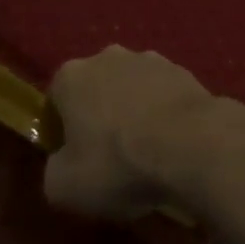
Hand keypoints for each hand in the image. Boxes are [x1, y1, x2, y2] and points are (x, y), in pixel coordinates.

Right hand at [44, 46, 239, 219]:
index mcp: (72, 76)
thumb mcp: (65, 187)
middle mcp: (108, 57)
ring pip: (131, 89)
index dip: (60, 131)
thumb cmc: (118, 162)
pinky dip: (162, 114)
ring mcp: (149, 59)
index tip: (72, 159)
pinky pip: (162, 95)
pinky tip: (171, 144)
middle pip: (95, 89)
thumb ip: (53, 172)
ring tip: (144, 152)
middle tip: (107, 157)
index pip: (55, 100)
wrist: (191, 144)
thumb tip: (62, 165)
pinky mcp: (182, 71)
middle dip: (98, 116)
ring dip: (132, 112)